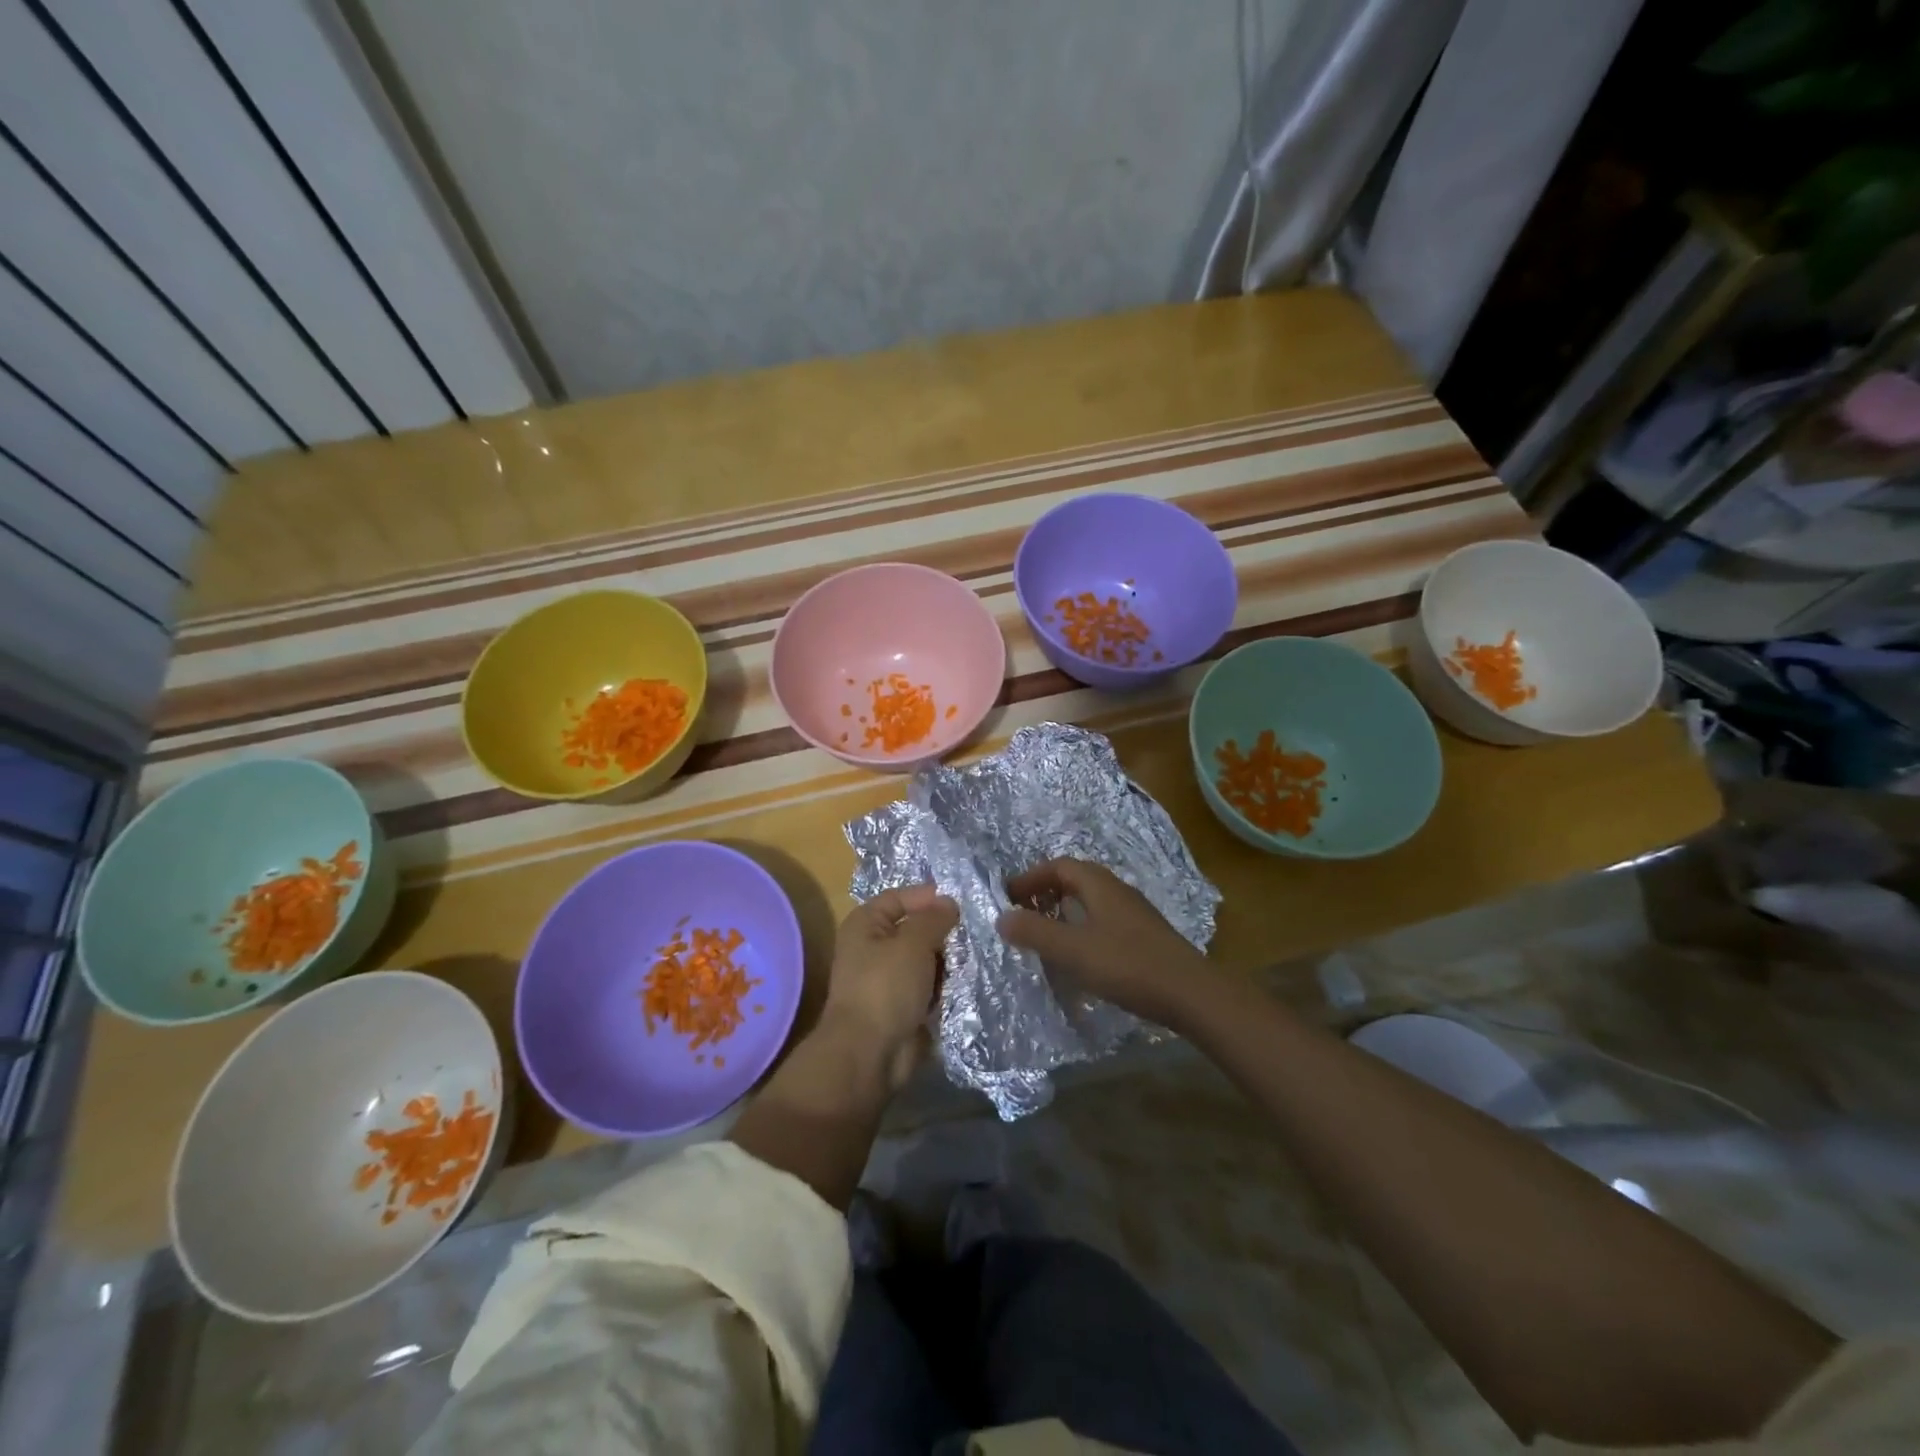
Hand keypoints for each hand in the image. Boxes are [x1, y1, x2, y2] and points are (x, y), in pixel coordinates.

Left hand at [821, 884, 958, 1090]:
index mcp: (866, 924)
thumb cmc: (886, 987)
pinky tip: (964, 983)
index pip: (899, 898)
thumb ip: (934, 918)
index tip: (960, 902)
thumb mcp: (914, 942)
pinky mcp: (902, 1005)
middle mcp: (873, 947)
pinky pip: (928, 986)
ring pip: (925, 958)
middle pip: (914, 929)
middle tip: (974, 932)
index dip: (927, 896)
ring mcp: (887, 979)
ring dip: (946, 961)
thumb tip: (948, 903)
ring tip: (972, 958)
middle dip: (942, 931)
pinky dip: (943, 985)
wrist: (871, 1053)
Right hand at [998, 858, 1218, 1027]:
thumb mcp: (1072, 950)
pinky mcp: (1144, 937)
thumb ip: (1034, 932)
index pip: (1058, 866)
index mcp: (1099, 885)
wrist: (1191, 993)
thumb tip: (1002, 917)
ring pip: (1091, 901)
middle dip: (1045, 891)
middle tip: (1023, 913)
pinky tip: (1079, 955)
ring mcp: (1134, 913)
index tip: (1008, 897)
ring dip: (1064, 910)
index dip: (1030, 878)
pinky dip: (1082, 928)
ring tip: (1045, 934)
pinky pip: (1103, 920)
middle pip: (1075, 880)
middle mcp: (1117, 890)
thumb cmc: (1127, 965)